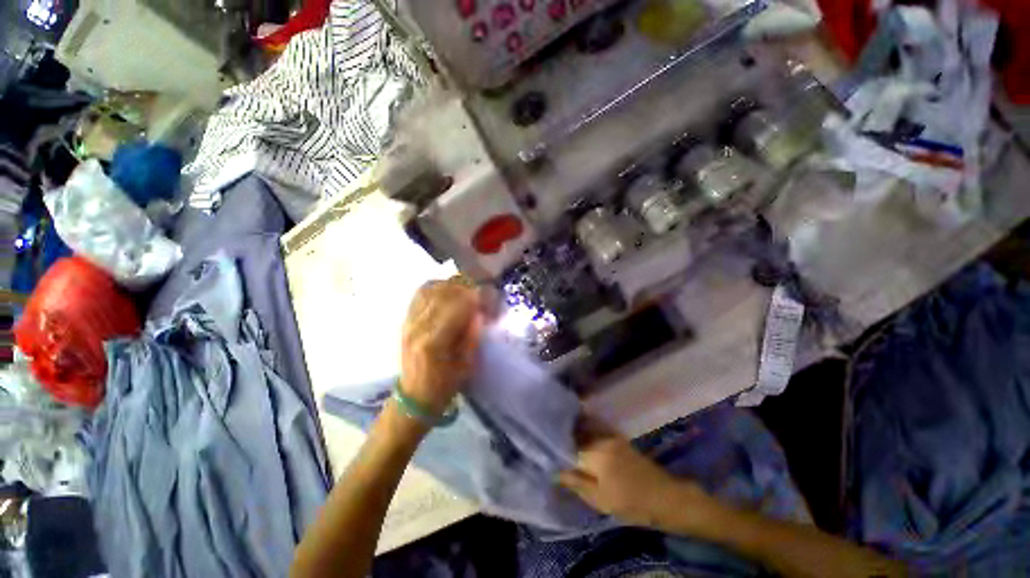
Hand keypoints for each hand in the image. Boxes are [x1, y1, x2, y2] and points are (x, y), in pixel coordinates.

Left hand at [400, 278, 482, 414]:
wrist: (414, 396)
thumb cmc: (444, 385)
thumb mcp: (467, 364)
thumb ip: (473, 334)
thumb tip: (479, 310)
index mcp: (435, 341)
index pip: (457, 306)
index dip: (475, 297)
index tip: (488, 297)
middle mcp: (418, 326)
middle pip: (443, 293)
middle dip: (465, 288)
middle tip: (479, 294)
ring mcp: (409, 322)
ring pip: (430, 289)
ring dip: (451, 286)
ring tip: (465, 291)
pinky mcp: (405, 320)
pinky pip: (420, 294)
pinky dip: (436, 288)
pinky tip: (448, 292)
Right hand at [558, 416, 708, 528]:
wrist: (666, 497)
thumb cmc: (632, 503)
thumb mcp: (600, 500)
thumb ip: (575, 482)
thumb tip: (554, 470)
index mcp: (595, 453)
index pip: (567, 445)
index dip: (557, 450)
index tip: (550, 456)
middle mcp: (601, 438)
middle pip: (575, 434)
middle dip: (564, 440)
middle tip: (557, 451)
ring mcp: (610, 435)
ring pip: (584, 430)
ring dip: (574, 435)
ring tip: (568, 448)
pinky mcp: (617, 437)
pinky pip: (595, 430)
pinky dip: (586, 434)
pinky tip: (583, 444)